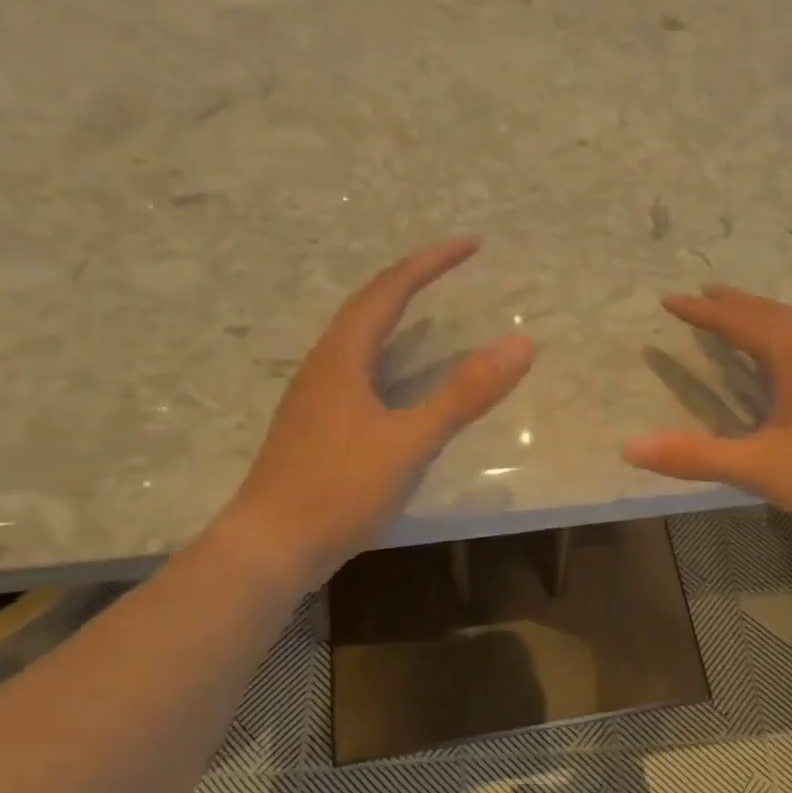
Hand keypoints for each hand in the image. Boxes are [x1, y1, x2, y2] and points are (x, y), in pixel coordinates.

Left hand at [206, 238, 534, 586]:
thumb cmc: (340, 489)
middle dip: (412, 279)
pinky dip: (384, 353)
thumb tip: (521, 343)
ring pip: (356, 338)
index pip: (389, 290)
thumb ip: (465, 394)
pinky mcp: (313, 427)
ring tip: (425, 307)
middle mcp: (323, 366)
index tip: (472, 243)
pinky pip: (354, 369)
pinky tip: (394, 379)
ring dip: (392, 313)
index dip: (431, 263)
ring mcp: (313, 398)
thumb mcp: (412, 441)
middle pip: (367, 306)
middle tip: (452, 267)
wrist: (270, 548)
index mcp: (342, 358)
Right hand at [623, 285, 791, 547]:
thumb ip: (697, 457)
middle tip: (704, 293)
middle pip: (772, 313)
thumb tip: (630, 447)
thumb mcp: (762, 468)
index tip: (670, 298)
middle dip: (734, 303)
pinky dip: (790, 338)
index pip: (738, 321)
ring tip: (742, 319)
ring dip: (765, 318)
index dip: (701, 311)